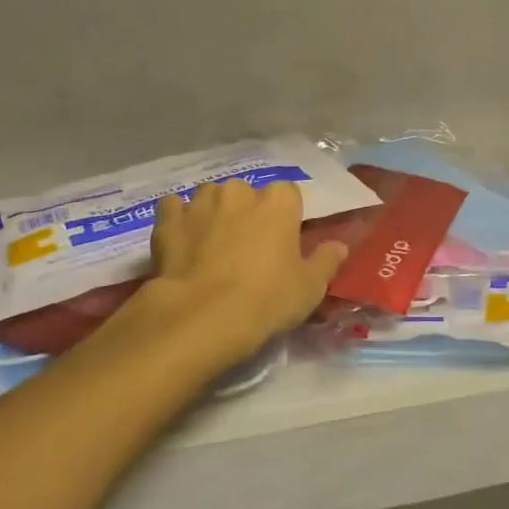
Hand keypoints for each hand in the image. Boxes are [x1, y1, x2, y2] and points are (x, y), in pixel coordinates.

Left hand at [140, 180, 347, 370]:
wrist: (201, 318)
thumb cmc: (265, 300)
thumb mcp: (309, 288)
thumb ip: (326, 261)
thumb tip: (339, 246)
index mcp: (279, 202)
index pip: (288, 195)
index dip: (285, 218)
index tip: (282, 243)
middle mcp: (240, 191)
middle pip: (247, 194)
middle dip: (247, 213)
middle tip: (247, 249)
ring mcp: (201, 202)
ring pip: (210, 198)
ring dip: (213, 214)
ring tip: (211, 246)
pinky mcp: (169, 219)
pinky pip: (174, 208)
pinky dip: (179, 220)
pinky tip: (181, 241)